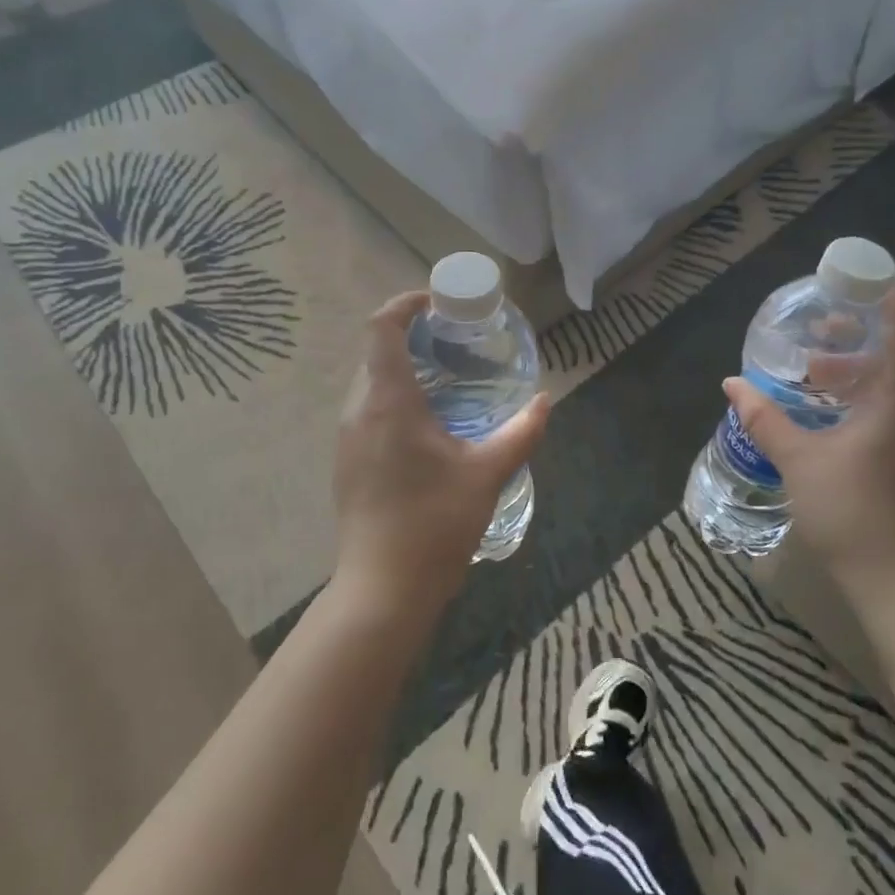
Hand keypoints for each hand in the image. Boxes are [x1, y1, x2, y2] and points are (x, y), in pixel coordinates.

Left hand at [332, 292, 551, 617]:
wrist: (383, 590)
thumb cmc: (434, 524)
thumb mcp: (487, 474)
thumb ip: (521, 432)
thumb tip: (547, 400)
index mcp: (388, 402)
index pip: (381, 327)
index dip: (405, 304)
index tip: (438, 304)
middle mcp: (358, 411)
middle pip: (375, 352)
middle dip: (411, 336)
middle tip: (455, 342)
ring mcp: (347, 439)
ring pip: (370, 383)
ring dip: (402, 369)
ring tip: (447, 379)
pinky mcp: (347, 462)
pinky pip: (367, 411)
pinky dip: (394, 399)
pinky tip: (428, 425)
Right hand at [722, 285, 894, 626]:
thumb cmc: (851, 513)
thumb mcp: (797, 460)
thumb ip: (763, 418)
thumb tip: (732, 384)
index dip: (887, 294)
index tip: (853, 279)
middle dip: (855, 336)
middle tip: (813, 332)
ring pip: (892, 384)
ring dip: (853, 372)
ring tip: (810, 376)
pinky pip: (892, 410)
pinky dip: (861, 398)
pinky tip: (826, 416)